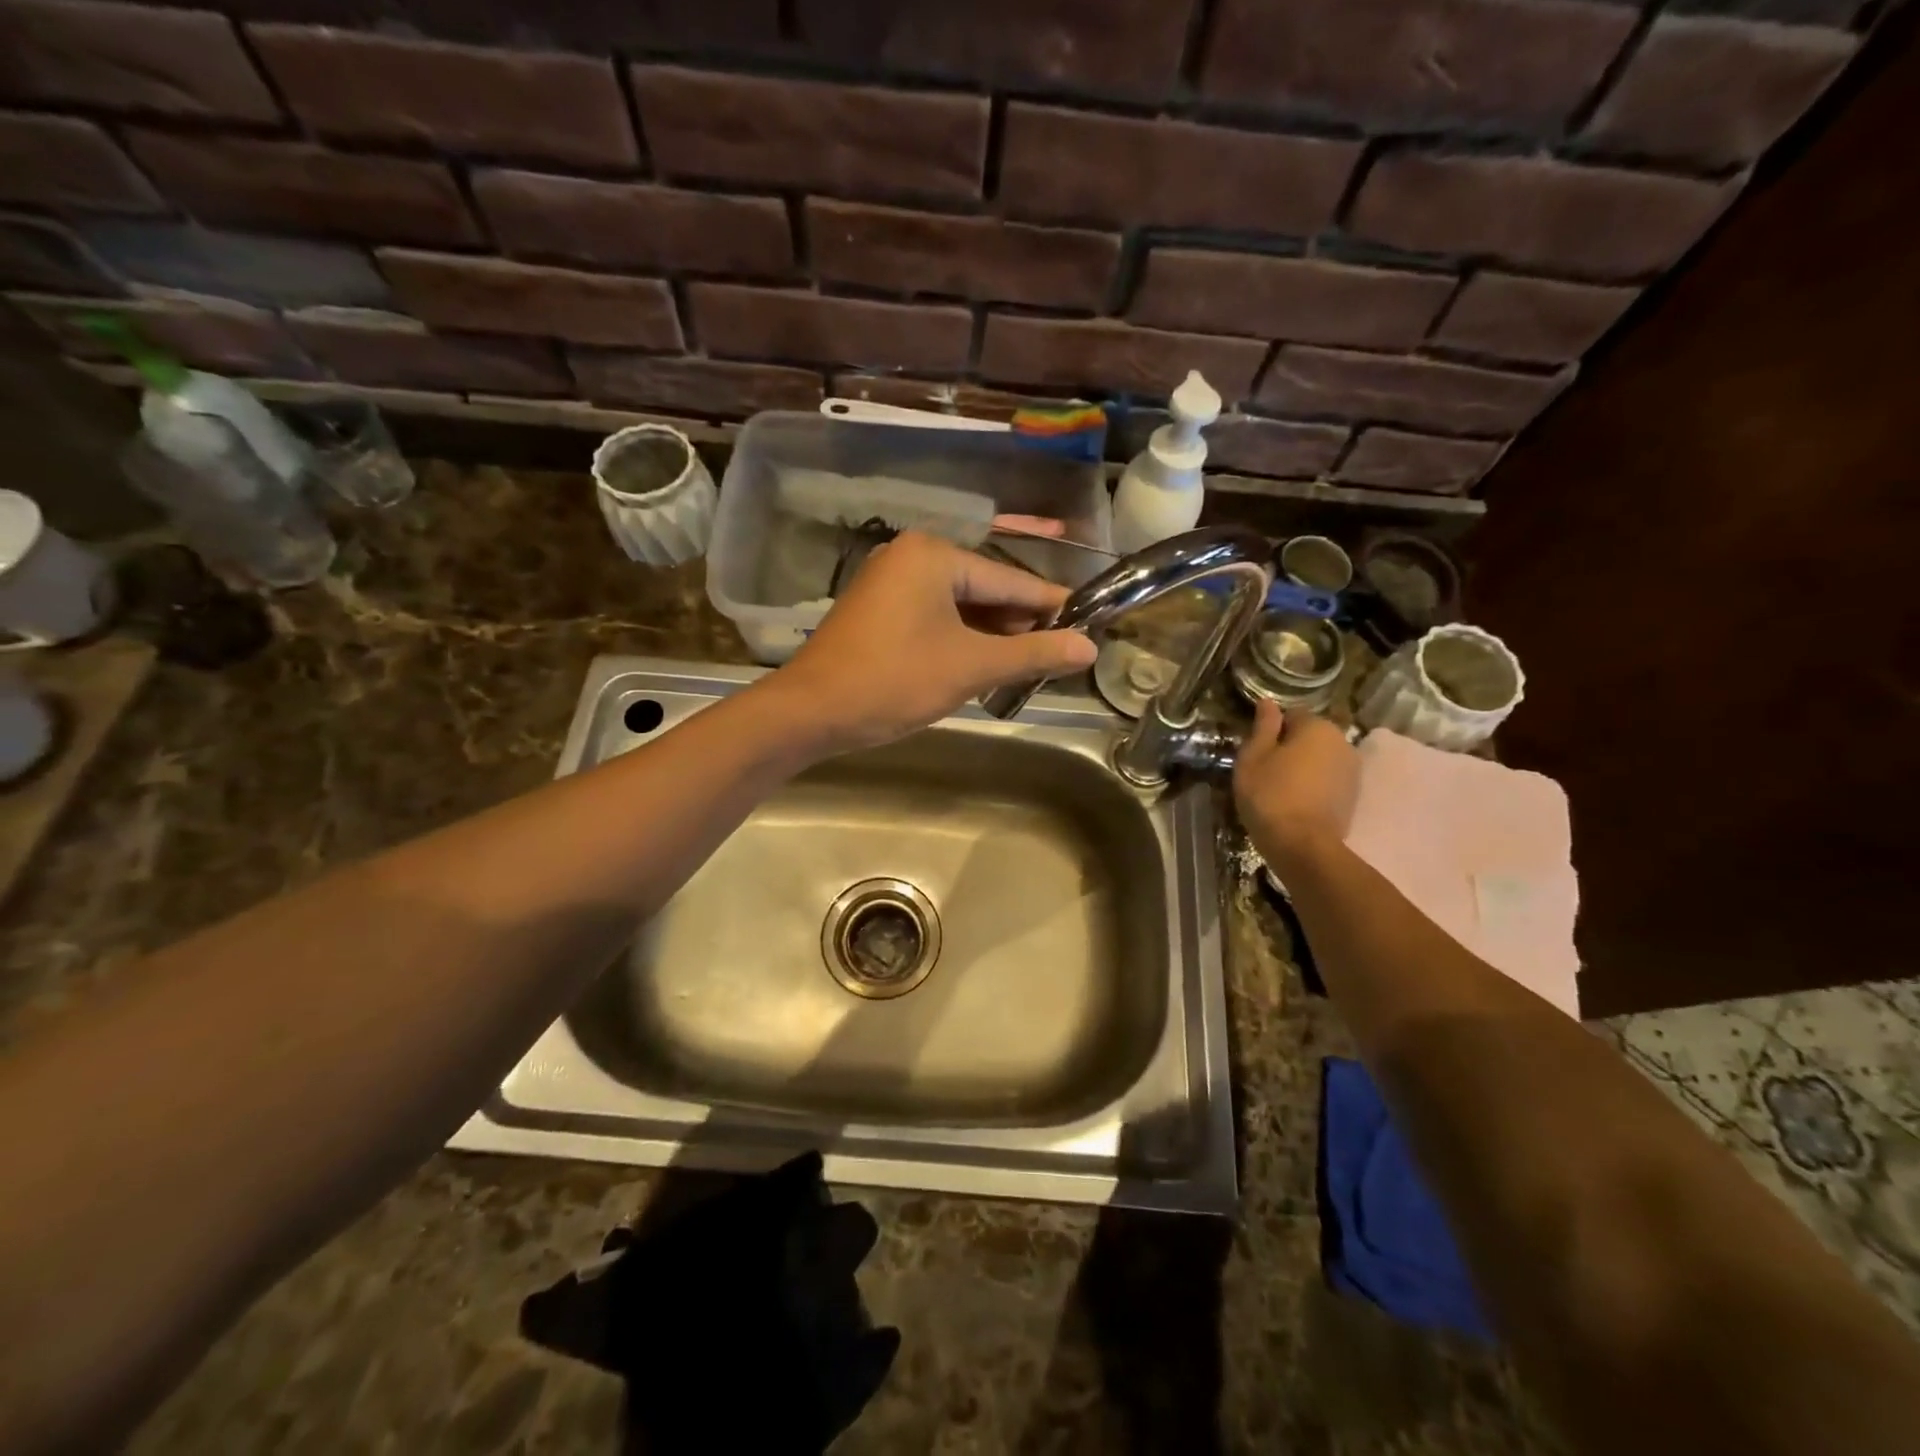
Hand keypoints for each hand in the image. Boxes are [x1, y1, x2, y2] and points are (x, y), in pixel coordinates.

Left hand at [775, 531, 1096, 751]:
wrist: (810, 712)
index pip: (1010, 580)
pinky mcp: (877, 611)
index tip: (1090, 622)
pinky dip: (960, 640)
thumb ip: (1033, 653)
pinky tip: (982, 664)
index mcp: (934, 556)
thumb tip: (1089, 647)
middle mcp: (910, 557)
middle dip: (1018, 624)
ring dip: (990, 636)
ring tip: (1027, 665)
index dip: (1051, 606)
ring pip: (958, 607)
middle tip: (1058, 655)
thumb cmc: (894, 681)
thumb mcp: (971, 667)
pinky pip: (933, 618)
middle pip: (984, 590)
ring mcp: (889, 583)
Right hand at [1233, 700, 1359, 863]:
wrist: (1303, 846)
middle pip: (1310, 736)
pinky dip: (1315, 786)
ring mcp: (1353, 770)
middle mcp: (1342, 742)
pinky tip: (1297, 802)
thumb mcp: (1253, 757)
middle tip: (1265, 771)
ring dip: (1304, 767)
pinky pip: (1329, 780)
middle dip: (1290, 748)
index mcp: (1317, 726)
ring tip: (1281, 789)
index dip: (1271, 732)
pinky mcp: (1354, 796)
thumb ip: (1263, 726)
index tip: (1256, 752)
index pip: (1291, 715)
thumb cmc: (1270, 795)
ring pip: (1321, 759)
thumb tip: (1268, 702)